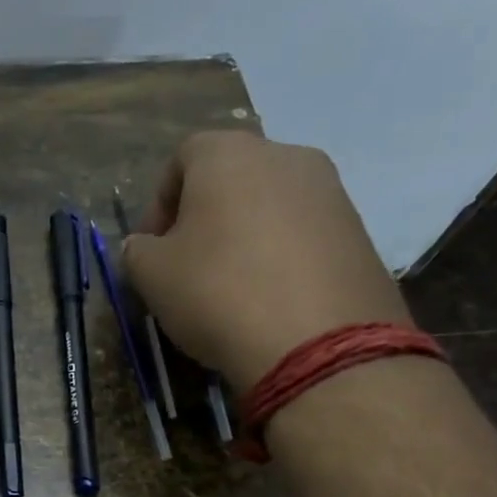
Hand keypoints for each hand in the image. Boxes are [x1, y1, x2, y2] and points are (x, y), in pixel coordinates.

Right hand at [121, 132, 413, 389]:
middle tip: (187, 266)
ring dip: (243, 236)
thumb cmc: (217, 292)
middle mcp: (286, 156)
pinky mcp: (359, 231)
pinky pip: (303, 234)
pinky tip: (268, 299)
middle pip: (231, 178)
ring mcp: (331, 191)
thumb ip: (137, 251)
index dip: (159, 203)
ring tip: (229, 287)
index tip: (151, 248)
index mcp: (229, 155)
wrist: (317, 342)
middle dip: (203, 217)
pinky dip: (279, 257)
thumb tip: (145, 246)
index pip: (182, 157)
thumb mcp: (151, 276)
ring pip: (270, 205)